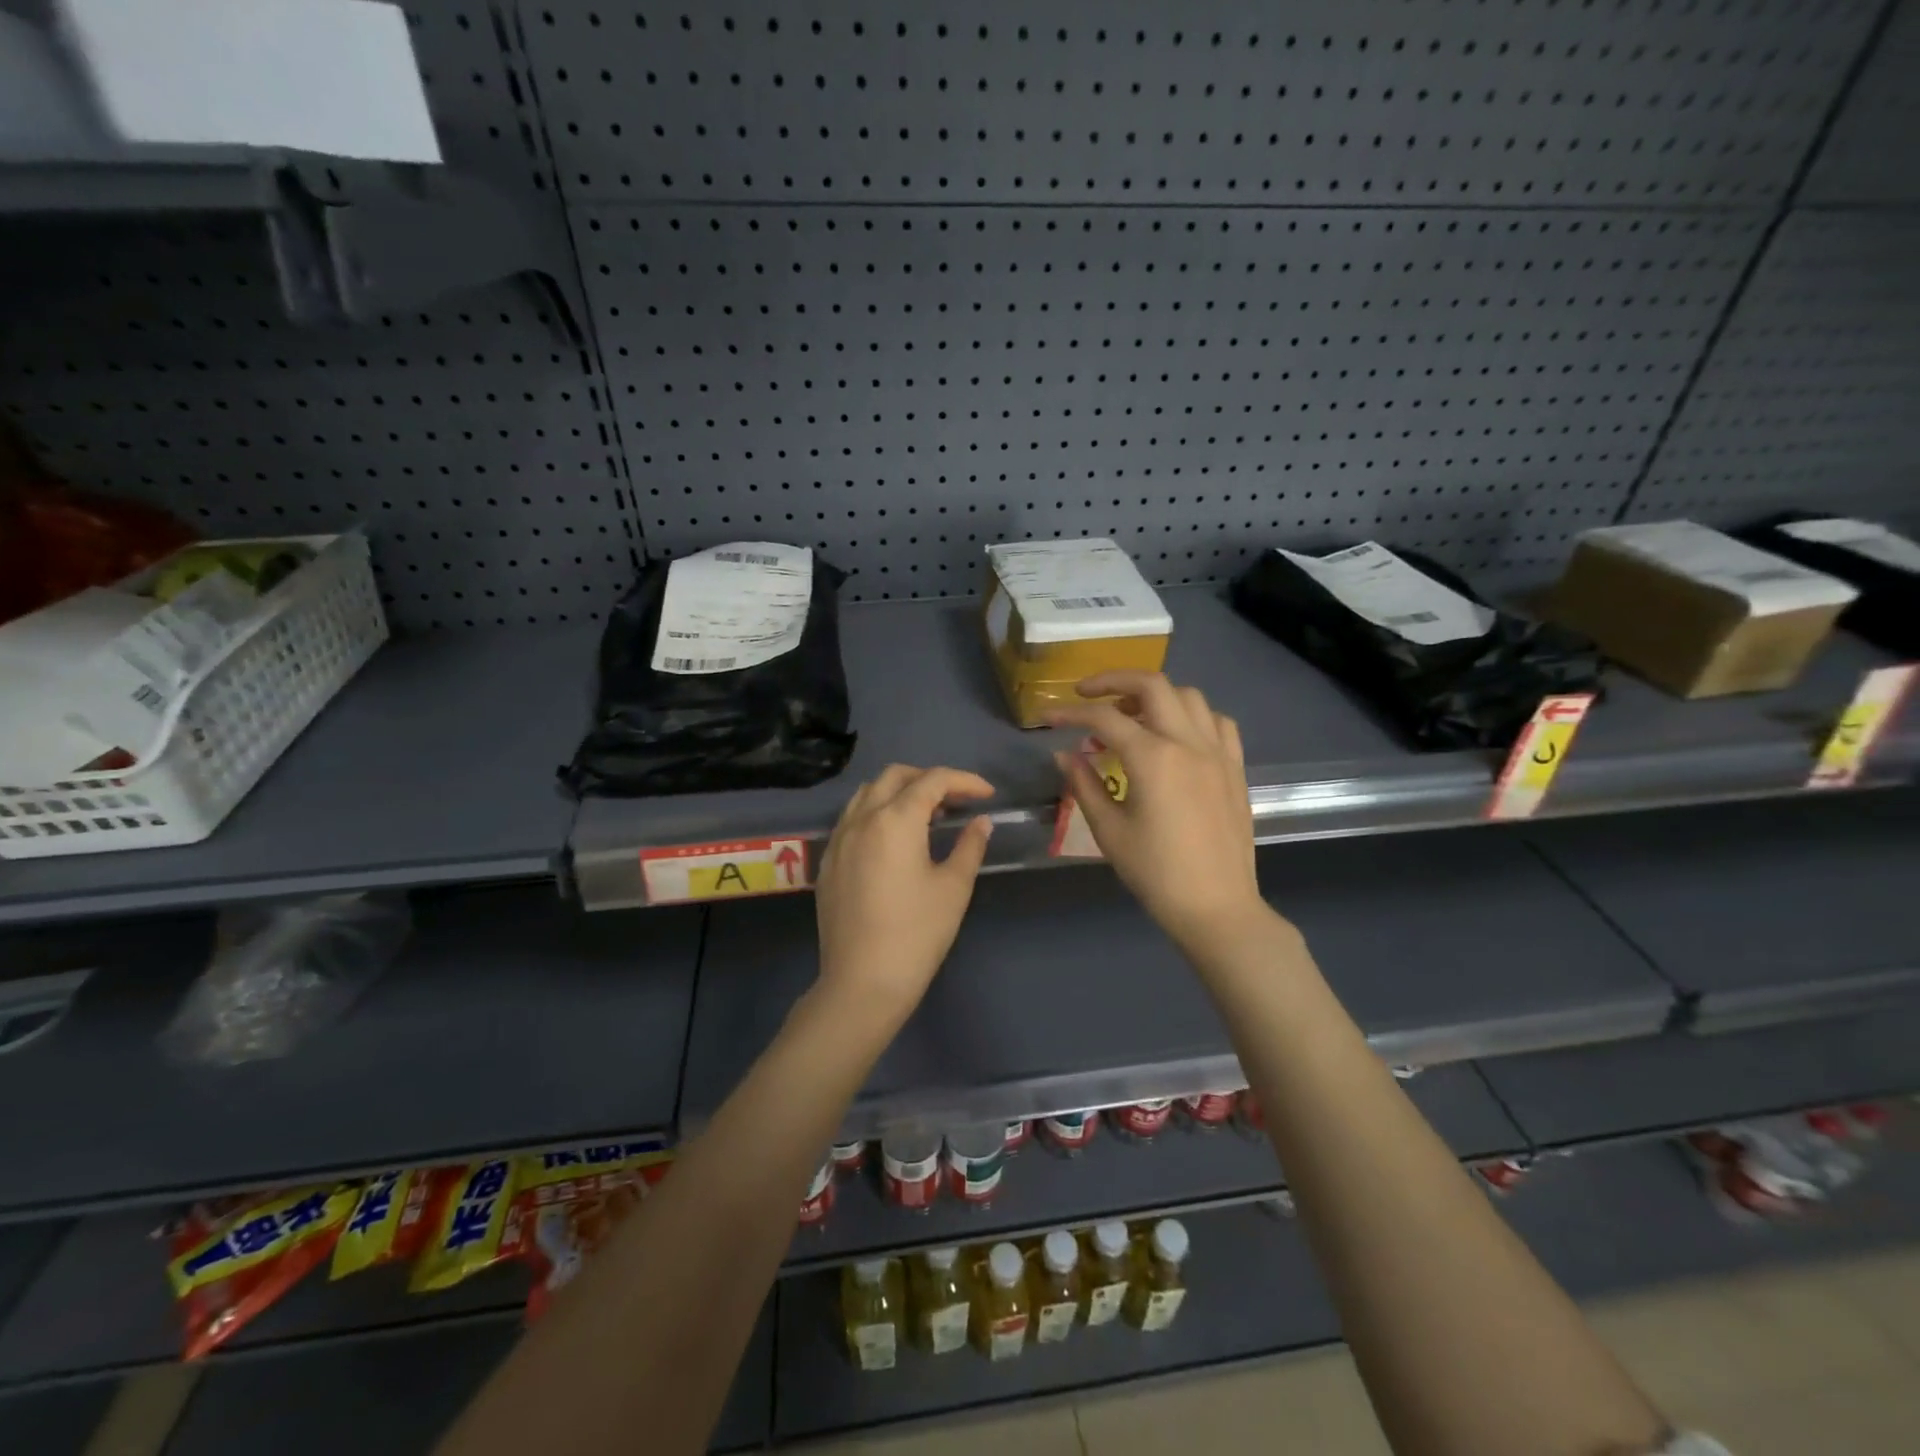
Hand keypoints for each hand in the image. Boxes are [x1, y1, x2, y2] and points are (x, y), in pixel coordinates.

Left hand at [813, 765, 995, 1023]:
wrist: (862, 982)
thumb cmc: (917, 933)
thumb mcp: (953, 888)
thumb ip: (969, 846)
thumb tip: (981, 821)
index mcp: (895, 820)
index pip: (932, 780)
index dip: (964, 781)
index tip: (987, 795)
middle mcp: (861, 819)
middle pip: (895, 776)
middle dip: (928, 779)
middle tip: (956, 800)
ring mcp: (838, 839)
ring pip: (867, 793)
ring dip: (898, 791)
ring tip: (925, 815)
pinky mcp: (827, 862)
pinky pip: (851, 819)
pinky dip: (876, 813)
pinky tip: (892, 840)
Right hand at [1050, 673, 1272, 955]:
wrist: (1216, 906)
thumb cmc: (1156, 873)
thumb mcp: (1109, 830)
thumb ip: (1084, 784)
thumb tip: (1064, 754)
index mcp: (1153, 758)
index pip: (1105, 717)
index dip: (1071, 712)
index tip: (1048, 717)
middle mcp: (1188, 742)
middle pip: (1152, 685)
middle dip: (1114, 681)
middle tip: (1087, 695)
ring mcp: (1217, 752)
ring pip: (1188, 696)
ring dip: (1155, 695)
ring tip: (1131, 713)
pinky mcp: (1234, 767)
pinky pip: (1218, 722)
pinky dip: (1192, 715)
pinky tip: (1176, 733)